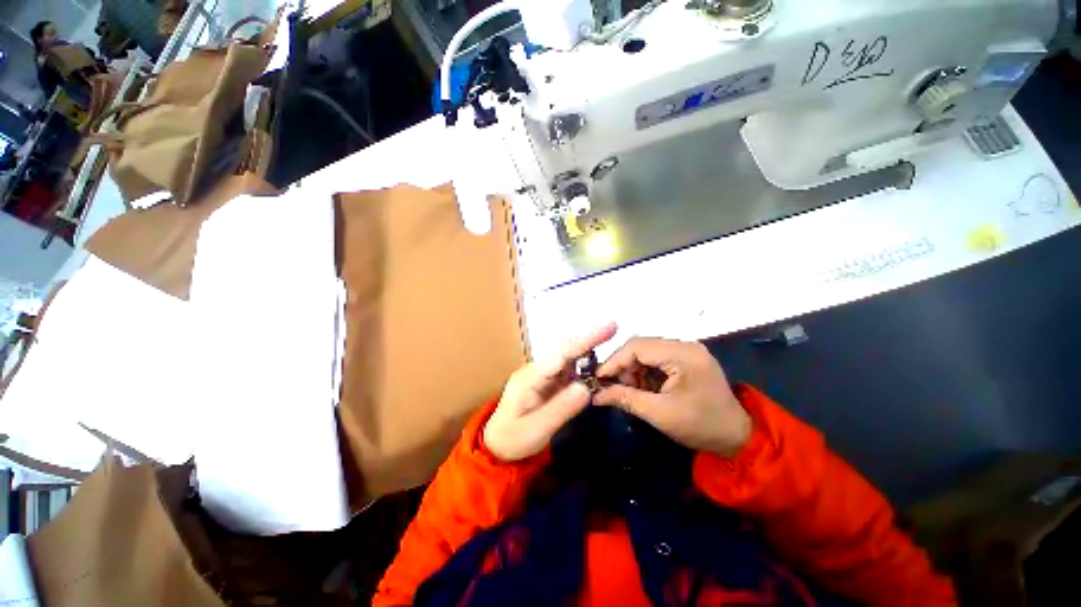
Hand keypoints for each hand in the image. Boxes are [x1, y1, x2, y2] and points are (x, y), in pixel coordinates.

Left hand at [483, 322, 618, 461]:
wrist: (497, 447)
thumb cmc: (513, 439)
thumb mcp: (536, 429)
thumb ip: (561, 408)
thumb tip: (586, 386)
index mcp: (530, 377)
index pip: (561, 354)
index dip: (585, 341)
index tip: (609, 327)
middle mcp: (537, 370)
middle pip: (566, 351)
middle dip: (590, 342)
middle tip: (613, 331)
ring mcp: (542, 375)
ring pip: (569, 359)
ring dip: (589, 356)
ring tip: (609, 354)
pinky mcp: (547, 383)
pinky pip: (569, 371)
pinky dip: (584, 370)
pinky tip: (596, 373)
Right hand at [593, 338, 750, 456]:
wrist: (737, 437)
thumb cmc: (701, 426)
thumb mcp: (660, 414)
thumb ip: (625, 399)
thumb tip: (595, 395)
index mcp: (683, 354)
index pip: (638, 346)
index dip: (614, 361)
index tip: (598, 378)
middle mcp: (685, 345)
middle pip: (641, 346)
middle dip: (624, 366)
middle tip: (614, 386)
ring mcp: (687, 350)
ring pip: (647, 351)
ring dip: (633, 369)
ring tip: (630, 390)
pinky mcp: (687, 358)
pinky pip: (657, 358)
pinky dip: (645, 371)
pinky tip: (643, 387)